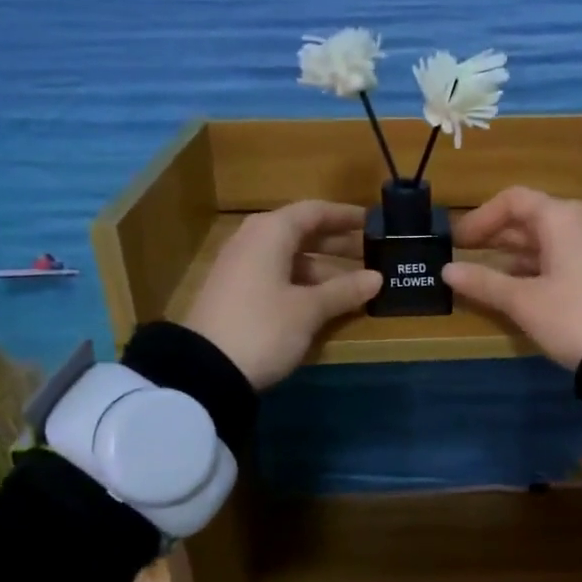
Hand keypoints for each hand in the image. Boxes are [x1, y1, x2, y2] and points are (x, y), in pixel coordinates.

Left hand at [181, 200, 381, 389]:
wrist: (204, 370)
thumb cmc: (263, 327)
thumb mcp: (309, 310)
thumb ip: (344, 290)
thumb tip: (377, 278)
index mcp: (271, 232)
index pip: (314, 212)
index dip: (345, 216)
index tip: (373, 224)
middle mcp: (253, 241)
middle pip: (301, 233)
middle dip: (337, 244)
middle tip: (372, 255)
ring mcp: (241, 267)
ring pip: (290, 258)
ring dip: (322, 268)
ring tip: (355, 285)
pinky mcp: (235, 293)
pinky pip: (277, 276)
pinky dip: (303, 283)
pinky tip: (323, 301)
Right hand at [443, 186, 581, 368]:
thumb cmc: (572, 315)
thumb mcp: (523, 301)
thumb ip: (483, 282)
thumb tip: (447, 271)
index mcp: (559, 218)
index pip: (512, 200)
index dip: (481, 217)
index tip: (457, 242)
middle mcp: (577, 225)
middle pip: (528, 218)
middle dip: (494, 235)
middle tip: (463, 255)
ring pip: (543, 241)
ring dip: (511, 254)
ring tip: (483, 275)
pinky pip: (557, 259)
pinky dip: (532, 268)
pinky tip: (516, 290)